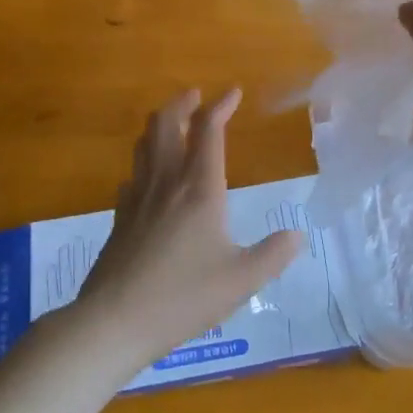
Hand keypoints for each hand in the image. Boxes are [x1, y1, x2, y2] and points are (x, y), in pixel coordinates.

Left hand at [72, 88, 302, 370]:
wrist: (115, 321)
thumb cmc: (184, 297)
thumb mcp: (242, 280)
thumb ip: (273, 255)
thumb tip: (297, 235)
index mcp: (199, 189)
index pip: (209, 130)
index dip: (220, 105)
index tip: (233, 91)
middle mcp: (166, 183)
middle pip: (166, 124)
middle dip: (181, 103)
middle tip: (195, 96)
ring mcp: (137, 198)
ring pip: (144, 144)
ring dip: (160, 125)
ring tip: (173, 124)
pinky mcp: (119, 218)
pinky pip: (132, 175)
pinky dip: (145, 162)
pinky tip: (150, 178)